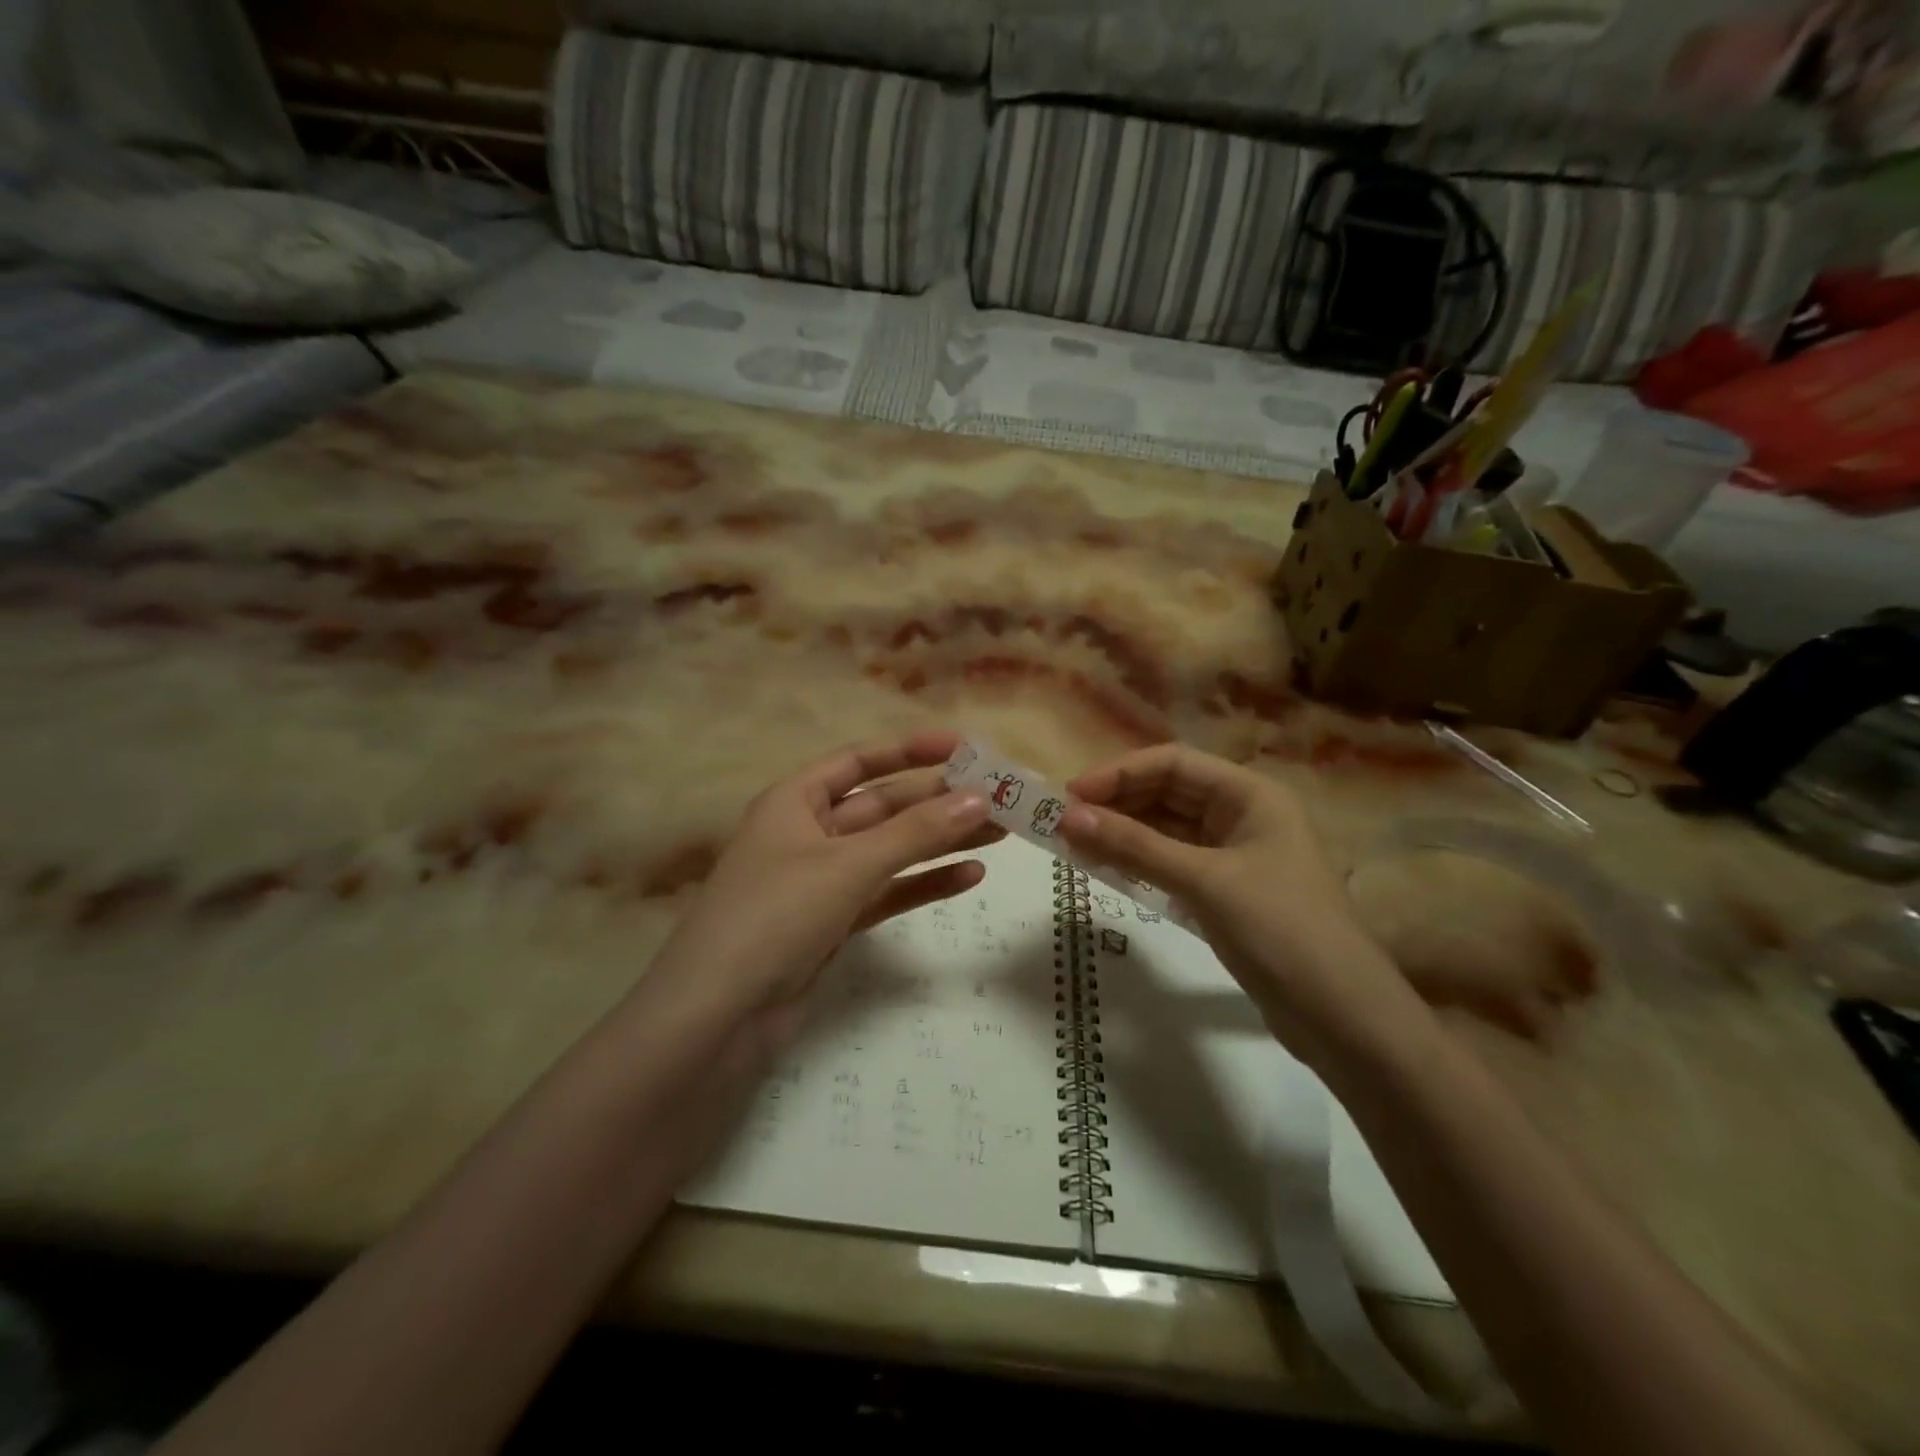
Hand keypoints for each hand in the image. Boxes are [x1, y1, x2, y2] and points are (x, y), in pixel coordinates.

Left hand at [650, 730, 998, 1049]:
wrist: (717, 1017)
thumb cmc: (775, 916)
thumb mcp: (849, 865)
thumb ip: (916, 832)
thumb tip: (979, 798)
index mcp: (795, 801)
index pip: (860, 760)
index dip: (911, 750)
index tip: (964, 748)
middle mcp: (809, 833)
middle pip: (883, 806)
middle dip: (938, 801)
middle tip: (1000, 798)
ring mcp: (822, 881)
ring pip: (891, 851)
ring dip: (941, 842)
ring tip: (1000, 833)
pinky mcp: (834, 923)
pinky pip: (887, 892)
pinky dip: (924, 884)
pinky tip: (969, 876)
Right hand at [1060, 743, 1413, 1059]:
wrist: (1343, 1019)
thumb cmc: (1281, 931)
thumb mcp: (1204, 882)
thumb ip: (1135, 847)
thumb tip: (1068, 817)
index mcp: (1250, 795)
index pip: (1172, 763)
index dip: (1119, 773)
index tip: (1070, 795)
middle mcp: (1242, 815)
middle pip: (1167, 792)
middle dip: (1116, 803)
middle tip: (1063, 822)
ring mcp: (1234, 855)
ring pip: (1166, 829)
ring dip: (1123, 833)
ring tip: (1074, 844)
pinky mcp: (1225, 891)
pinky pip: (1172, 862)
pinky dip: (1139, 862)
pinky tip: (1105, 868)